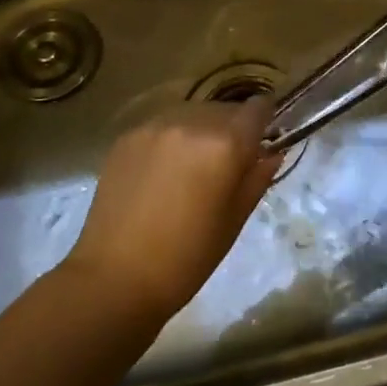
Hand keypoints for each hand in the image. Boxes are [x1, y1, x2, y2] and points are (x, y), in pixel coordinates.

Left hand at [64, 101, 281, 321]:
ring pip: (192, 113)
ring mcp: (155, 126)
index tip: (263, 137)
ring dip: (201, 131)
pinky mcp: (128, 136)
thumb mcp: (234, 220)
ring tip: (192, 166)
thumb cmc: (187, 258)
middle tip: (226, 163)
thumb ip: (257, 178)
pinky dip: (172, 139)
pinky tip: (162, 171)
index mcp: (225, 144)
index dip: (264, 119)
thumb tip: (272, 152)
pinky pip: (163, 126)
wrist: (115, 277)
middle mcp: (192, 122)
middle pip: (224, 109)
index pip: (257, 108)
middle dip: (232, 129)